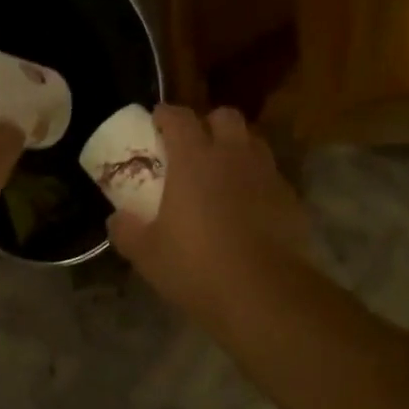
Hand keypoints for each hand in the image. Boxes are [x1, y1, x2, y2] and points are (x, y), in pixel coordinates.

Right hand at [108, 105, 310, 321]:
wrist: (264, 293)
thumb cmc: (196, 266)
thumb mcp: (146, 253)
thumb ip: (126, 230)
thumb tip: (117, 219)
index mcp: (194, 159)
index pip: (179, 118)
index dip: (166, 115)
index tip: (156, 121)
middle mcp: (233, 156)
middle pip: (225, 117)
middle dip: (208, 124)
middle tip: (194, 146)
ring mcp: (266, 175)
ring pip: (253, 142)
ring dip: (236, 148)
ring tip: (222, 173)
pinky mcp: (291, 199)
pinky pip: (270, 176)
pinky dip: (256, 181)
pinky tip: (247, 207)